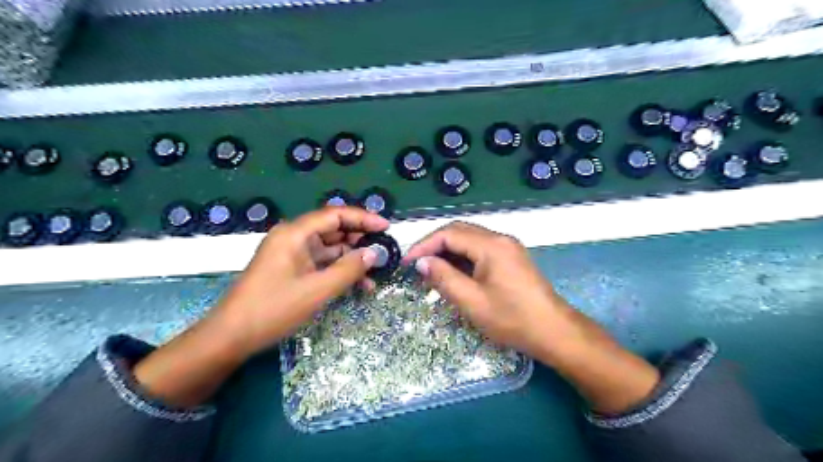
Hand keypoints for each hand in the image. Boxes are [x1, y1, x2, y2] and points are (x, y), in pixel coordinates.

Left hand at [210, 206, 391, 356]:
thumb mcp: (317, 290)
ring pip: (331, 249)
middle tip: (384, 252)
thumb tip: (374, 253)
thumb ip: (348, 270)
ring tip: (376, 273)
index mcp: (295, 233)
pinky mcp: (293, 269)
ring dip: (352, 259)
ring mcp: (293, 254)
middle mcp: (294, 237)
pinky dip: (339, 271)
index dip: (363, 218)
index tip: (387, 227)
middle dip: (360, 240)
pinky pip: (322, 264)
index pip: (335, 215)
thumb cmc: (273, 309)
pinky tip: (359, 285)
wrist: (231, 337)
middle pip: (334, 229)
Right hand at [403, 222, 659, 411]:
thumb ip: (444, 278)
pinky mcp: (511, 257)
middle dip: (434, 245)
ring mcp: (508, 247)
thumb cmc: (512, 319)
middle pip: (459, 231)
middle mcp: (500, 239)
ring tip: (431, 270)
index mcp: (491, 245)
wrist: (554, 332)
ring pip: (469, 239)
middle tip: (416, 265)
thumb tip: (421, 262)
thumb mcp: (472, 302)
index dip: (425, 245)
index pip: (449, 233)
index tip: (407, 262)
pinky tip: (453, 272)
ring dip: (448, 250)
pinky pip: (480, 249)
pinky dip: (462, 257)